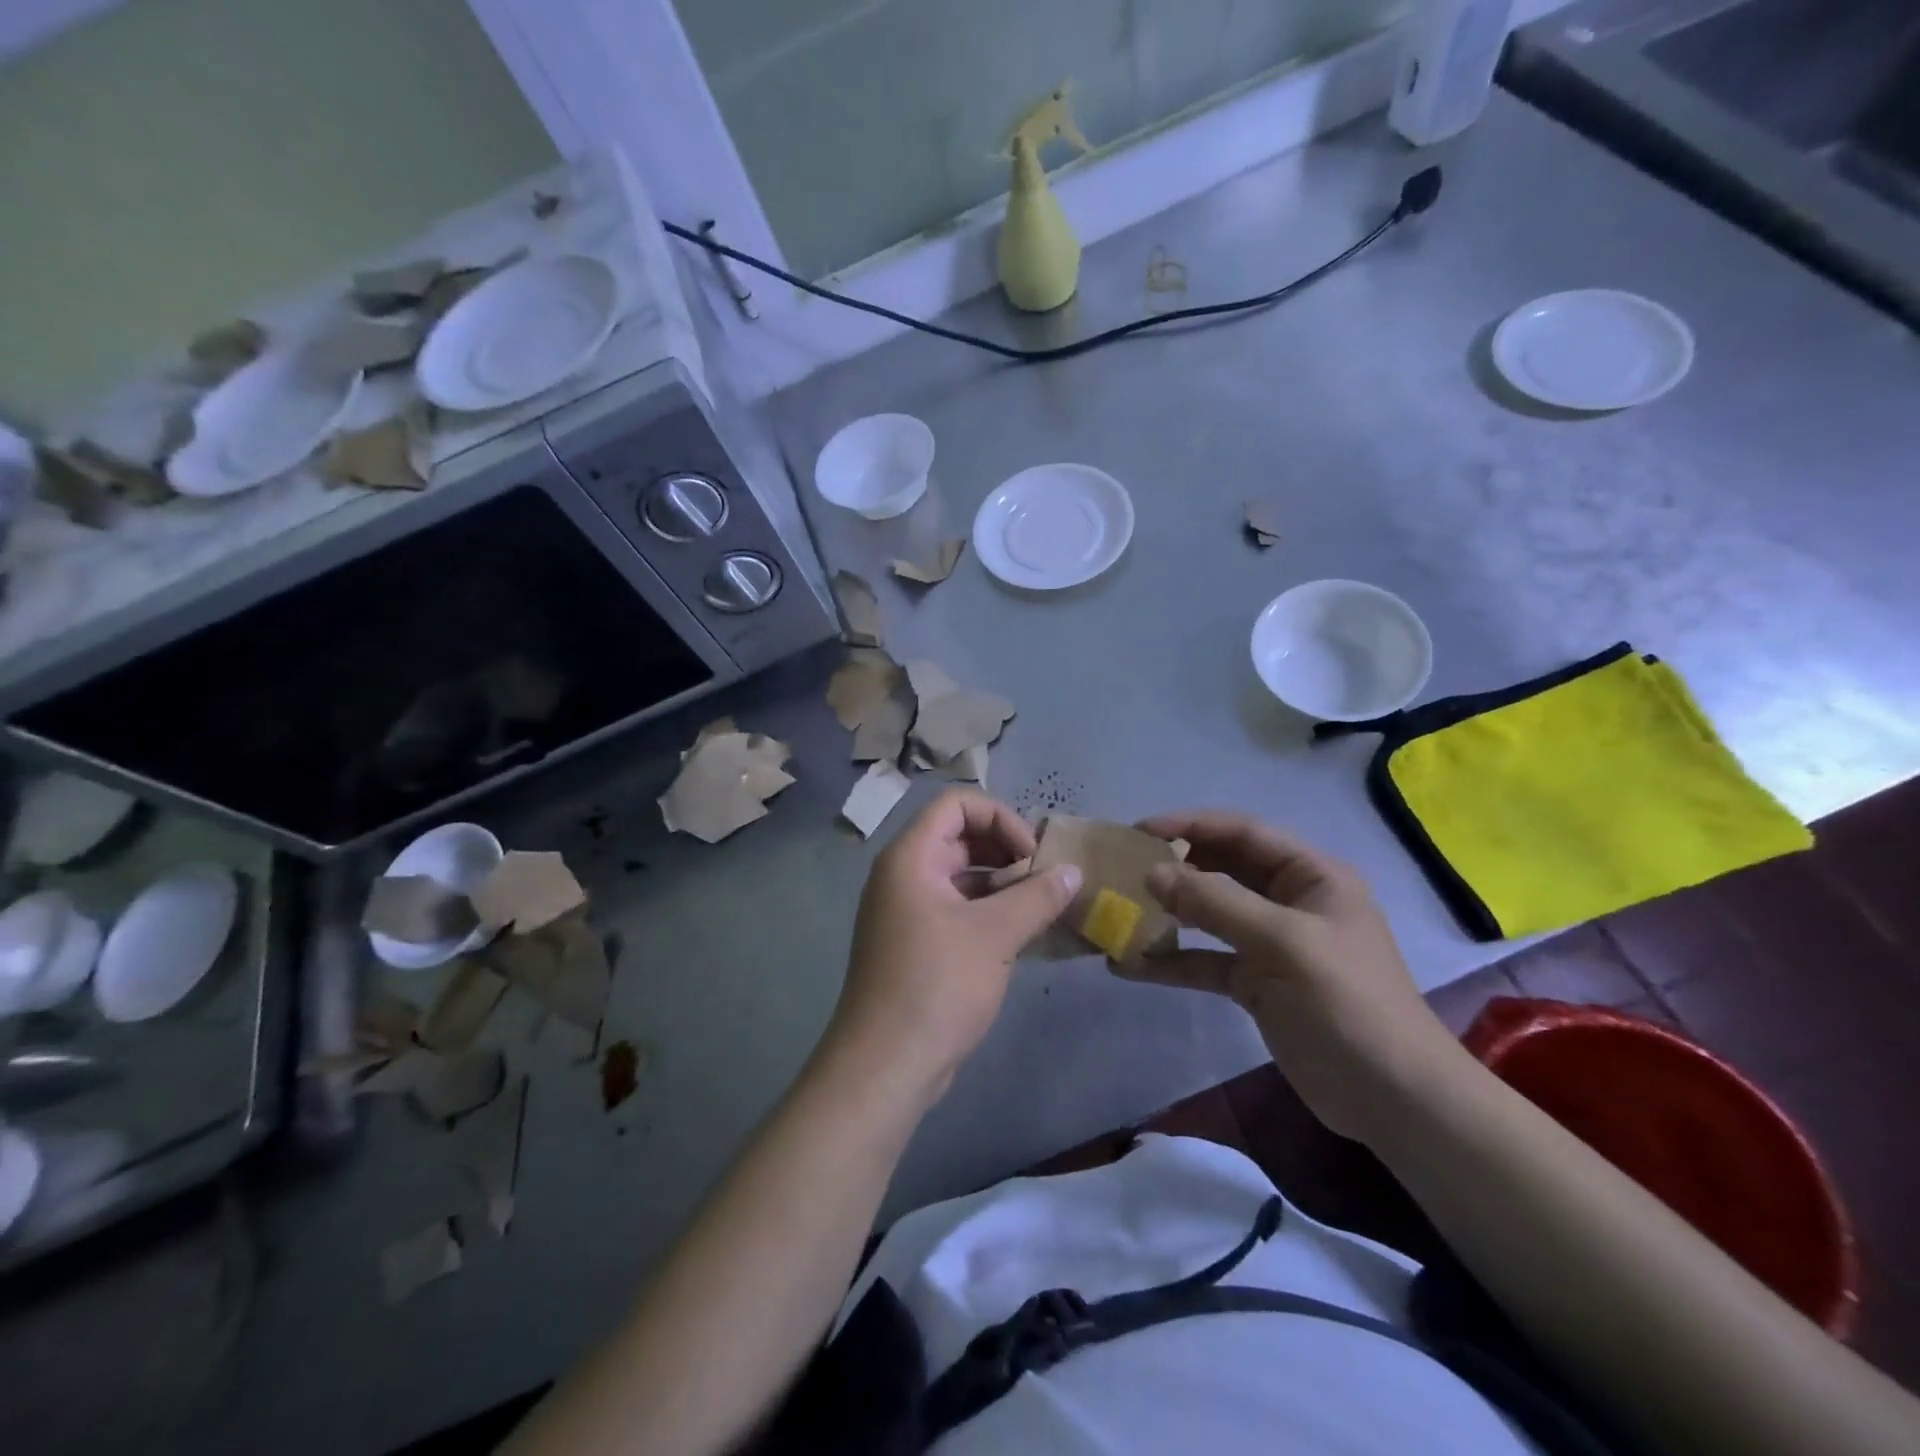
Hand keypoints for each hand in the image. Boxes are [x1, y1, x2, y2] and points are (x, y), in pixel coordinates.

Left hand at [825, 790, 1080, 1105]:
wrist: (885, 1065)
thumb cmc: (936, 985)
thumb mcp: (995, 935)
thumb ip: (1037, 896)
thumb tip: (1073, 871)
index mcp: (911, 857)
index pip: (956, 804)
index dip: (1000, 818)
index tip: (1032, 855)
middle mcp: (904, 874)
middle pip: (959, 837)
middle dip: (1006, 851)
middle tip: (1045, 879)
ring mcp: (907, 910)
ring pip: (961, 875)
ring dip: (1002, 883)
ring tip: (1042, 905)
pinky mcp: (916, 942)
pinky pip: (957, 908)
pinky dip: (989, 911)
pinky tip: (1023, 932)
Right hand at [1137, 810, 1461, 1142]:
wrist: (1393, 1100)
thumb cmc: (1346, 1003)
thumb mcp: (1282, 943)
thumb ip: (1215, 903)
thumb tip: (1151, 873)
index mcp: (1311, 876)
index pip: (1243, 833)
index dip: (1191, 825)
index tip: (1139, 831)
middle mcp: (1290, 901)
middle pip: (1223, 869)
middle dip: (1175, 867)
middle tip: (1123, 870)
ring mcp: (1272, 944)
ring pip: (1210, 916)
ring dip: (1169, 914)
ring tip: (1121, 912)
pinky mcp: (1257, 983)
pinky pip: (1207, 960)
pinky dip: (1172, 961)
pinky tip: (1130, 966)